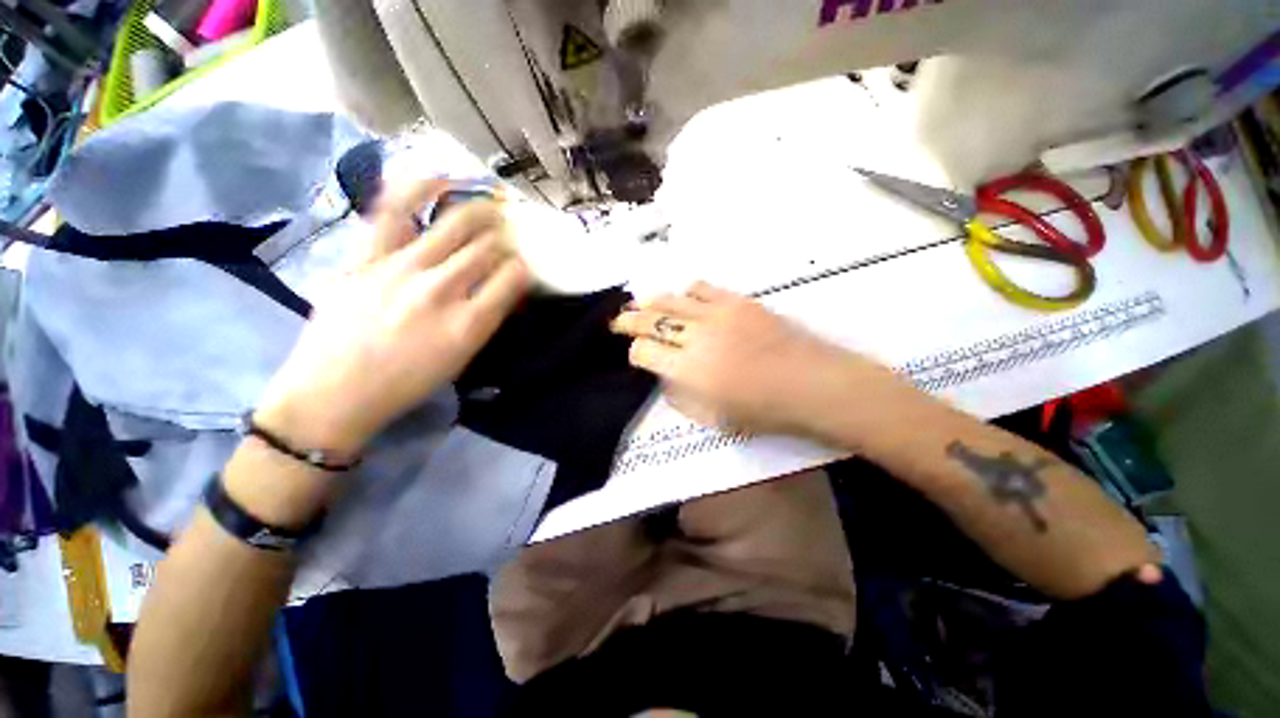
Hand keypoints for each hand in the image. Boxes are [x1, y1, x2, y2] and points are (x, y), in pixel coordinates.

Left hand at [256, 178, 530, 457]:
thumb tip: (503, 287)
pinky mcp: (367, 256)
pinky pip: (396, 209)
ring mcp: (402, 267)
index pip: (513, 277)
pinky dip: (421, 187)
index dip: (523, 267)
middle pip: (489, 247)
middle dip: (506, 238)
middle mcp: (442, 290)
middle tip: (509, 235)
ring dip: (483, 212)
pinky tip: (442, 178)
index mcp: (469, 323)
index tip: (521, 267)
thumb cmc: (406, 383)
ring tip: (492, 206)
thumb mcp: (462, 358)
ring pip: (457, 224)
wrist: (333, 392)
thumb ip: (487, 318)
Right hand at [610, 282, 889, 439]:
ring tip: (643, 306)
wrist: (811, 384)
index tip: (636, 354)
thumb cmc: (762, 411)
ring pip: (670, 299)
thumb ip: (680, 395)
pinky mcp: (737, 300)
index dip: (634, 352)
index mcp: (688, 370)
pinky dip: (686, 294)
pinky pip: (701, 288)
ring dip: (651, 302)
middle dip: (628, 321)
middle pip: (650, 320)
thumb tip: (664, 373)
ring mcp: (717, 314)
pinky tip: (685, 302)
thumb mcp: (712, 418)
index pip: (643, 351)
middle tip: (618, 320)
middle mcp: (696, 337)